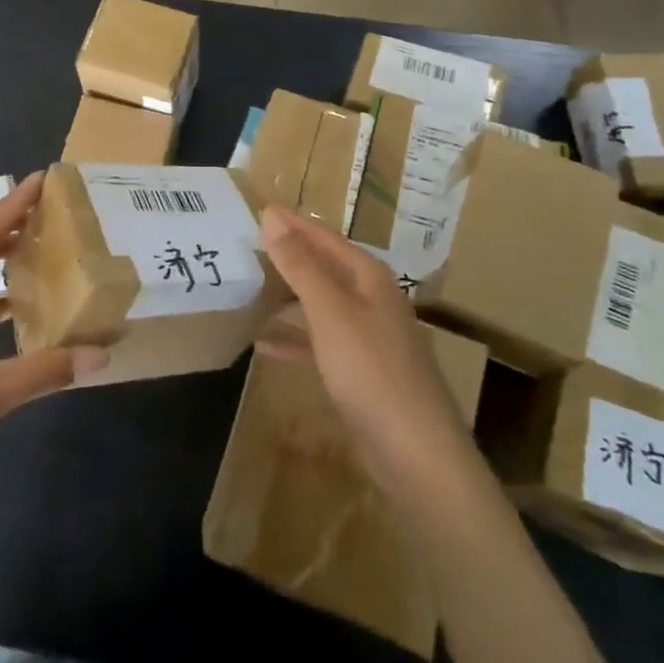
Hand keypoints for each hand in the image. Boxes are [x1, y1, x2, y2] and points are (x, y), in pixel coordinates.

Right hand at [255, 206, 473, 504]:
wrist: (416, 454)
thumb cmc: (372, 371)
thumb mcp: (330, 312)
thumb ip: (300, 265)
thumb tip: (272, 217)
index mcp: (369, 277)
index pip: (325, 237)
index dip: (293, 223)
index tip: (258, 208)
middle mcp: (371, 299)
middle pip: (324, 267)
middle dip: (289, 256)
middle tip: (247, 245)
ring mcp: (367, 337)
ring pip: (320, 304)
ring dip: (287, 297)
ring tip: (249, 289)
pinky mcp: (360, 371)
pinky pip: (319, 343)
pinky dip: (293, 340)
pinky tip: (263, 345)